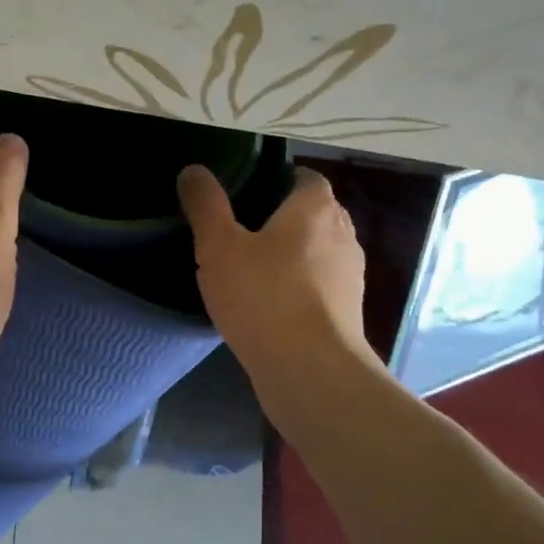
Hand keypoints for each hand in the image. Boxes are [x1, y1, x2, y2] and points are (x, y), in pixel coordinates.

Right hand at [178, 164, 371, 387]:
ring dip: (289, 254)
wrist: (311, 373)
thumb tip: (193, 170)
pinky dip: (296, 286)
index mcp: (316, 207)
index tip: (241, 193)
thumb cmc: (264, 297)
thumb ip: (206, 204)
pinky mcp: (347, 311)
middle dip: (279, 217)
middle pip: (310, 213)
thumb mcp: (219, 246)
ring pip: (315, 251)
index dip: (273, 179)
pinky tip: (265, 303)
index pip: (303, 176)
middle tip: (236, 228)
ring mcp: (350, 275)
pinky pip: (317, 285)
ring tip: (247, 267)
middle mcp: (343, 233)